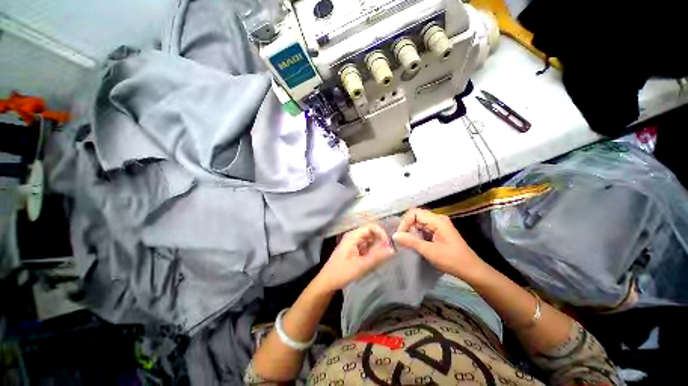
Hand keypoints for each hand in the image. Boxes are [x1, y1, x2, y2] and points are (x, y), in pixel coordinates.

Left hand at [315, 223, 394, 291]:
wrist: (327, 282)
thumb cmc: (342, 273)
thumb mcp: (361, 266)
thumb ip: (377, 257)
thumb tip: (392, 249)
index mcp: (353, 236)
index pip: (371, 227)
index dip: (381, 233)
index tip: (388, 244)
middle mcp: (354, 236)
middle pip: (371, 233)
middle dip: (380, 241)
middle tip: (388, 253)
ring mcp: (354, 243)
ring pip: (370, 240)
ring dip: (377, 247)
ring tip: (382, 258)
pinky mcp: (355, 250)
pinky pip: (367, 247)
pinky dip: (373, 252)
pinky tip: (375, 261)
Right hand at [393, 208, 481, 278]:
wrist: (471, 270)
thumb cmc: (452, 260)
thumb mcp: (429, 251)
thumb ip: (411, 241)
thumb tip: (395, 235)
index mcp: (437, 220)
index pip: (414, 213)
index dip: (405, 222)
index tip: (400, 235)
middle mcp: (437, 219)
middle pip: (415, 216)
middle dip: (407, 227)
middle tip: (402, 240)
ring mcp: (438, 225)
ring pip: (418, 223)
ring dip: (411, 231)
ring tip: (407, 243)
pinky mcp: (437, 231)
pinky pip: (422, 228)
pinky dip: (416, 235)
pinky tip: (414, 243)